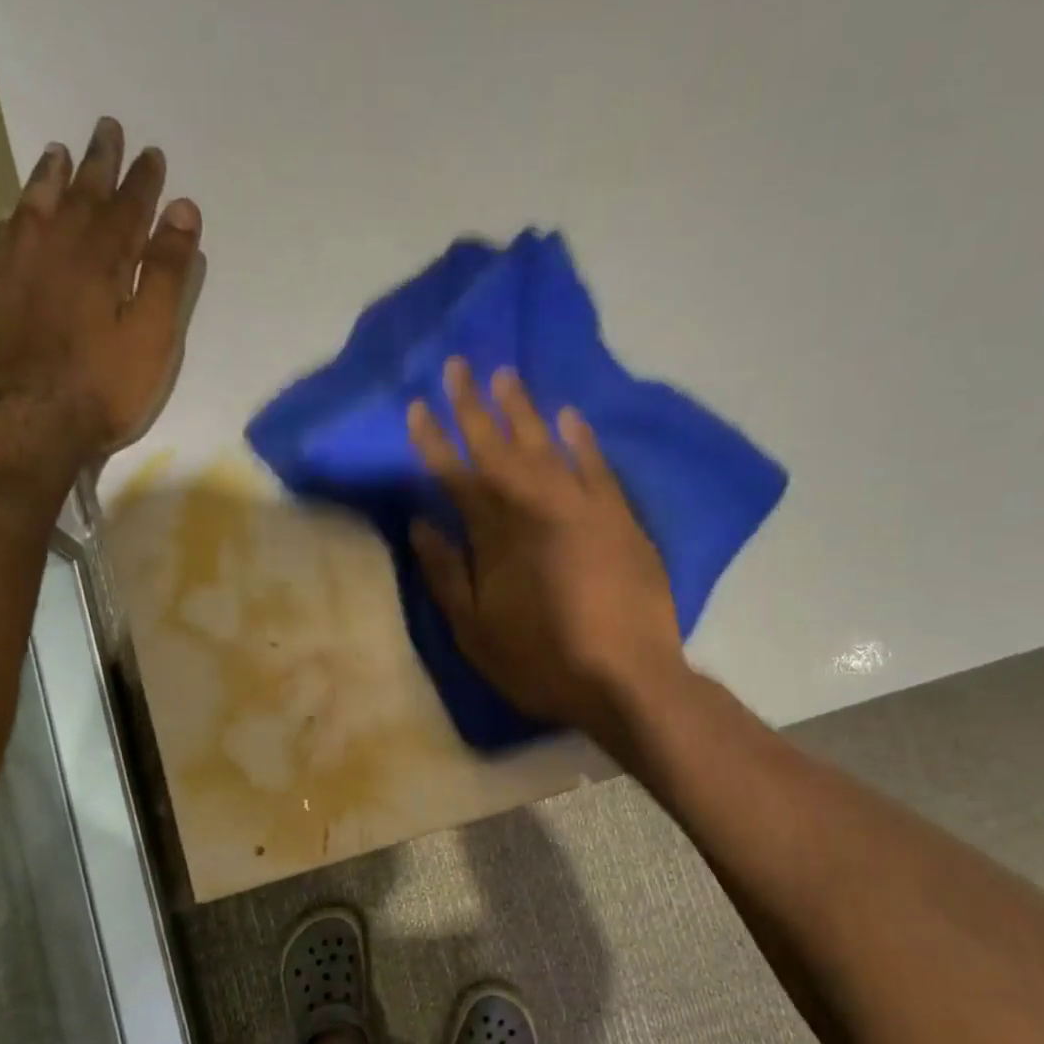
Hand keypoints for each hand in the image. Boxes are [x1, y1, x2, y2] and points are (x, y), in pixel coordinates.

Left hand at [0, 116, 202, 460]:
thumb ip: (168, 271)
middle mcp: (58, 250)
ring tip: (57, 152)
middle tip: (107, 129)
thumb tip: (183, 209)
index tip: (153, 155)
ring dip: (51, 178)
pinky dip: (17, 217)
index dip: (143, 182)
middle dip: (99, 163)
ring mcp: (24, 270)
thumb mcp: (154, 333)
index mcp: (101, 259)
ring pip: (38, 208)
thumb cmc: (109, 383)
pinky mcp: (4, 294)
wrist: (42, 421)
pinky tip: (19, 213)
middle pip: (81, 195)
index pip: (127, 208)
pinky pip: (8, 238)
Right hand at [408, 358, 684, 738]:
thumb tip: (420, 524)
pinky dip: (581, 439)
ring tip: (504, 374)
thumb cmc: (540, 661)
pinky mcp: (619, 518)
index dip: (433, 440)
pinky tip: (569, 415)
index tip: (417, 406)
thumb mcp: (475, 631)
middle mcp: (536, 508)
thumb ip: (447, 574)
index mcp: (496, 536)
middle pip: (497, 447)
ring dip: (522, 409)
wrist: (626, 679)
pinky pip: (597, 466)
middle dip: (472, 406)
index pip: (455, 475)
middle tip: (456, 364)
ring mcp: (582, 508)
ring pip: (545, 445)